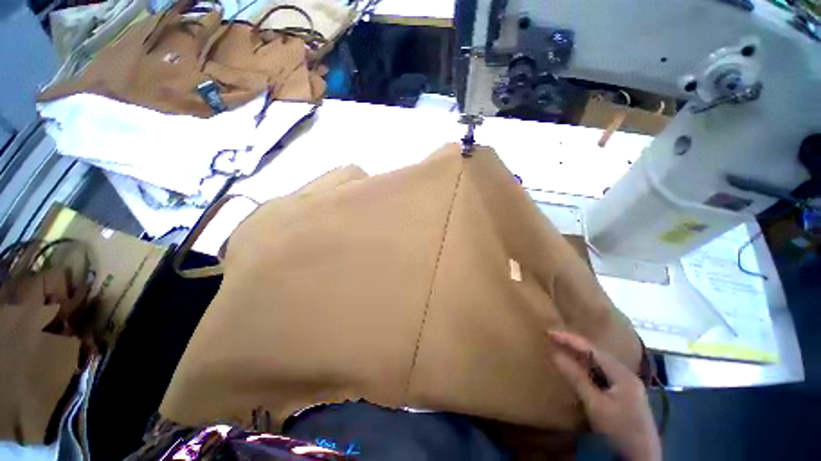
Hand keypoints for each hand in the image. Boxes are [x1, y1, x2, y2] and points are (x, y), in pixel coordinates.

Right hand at [548, 331, 660, 460]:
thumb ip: (576, 378)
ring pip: (599, 362)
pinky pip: (601, 371)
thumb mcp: (595, 405)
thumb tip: (555, 354)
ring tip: (562, 348)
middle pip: (597, 352)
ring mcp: (627, 383)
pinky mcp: (625, 393)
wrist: (642, 456)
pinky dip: (587, 366)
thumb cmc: (619, 429)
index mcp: (622, 373)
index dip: (570, 339)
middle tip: (553, 338)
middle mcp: (626, 373)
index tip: (549, 332)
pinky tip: (579, 367)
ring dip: (580, 354)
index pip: (592, 349)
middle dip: (575, 344)